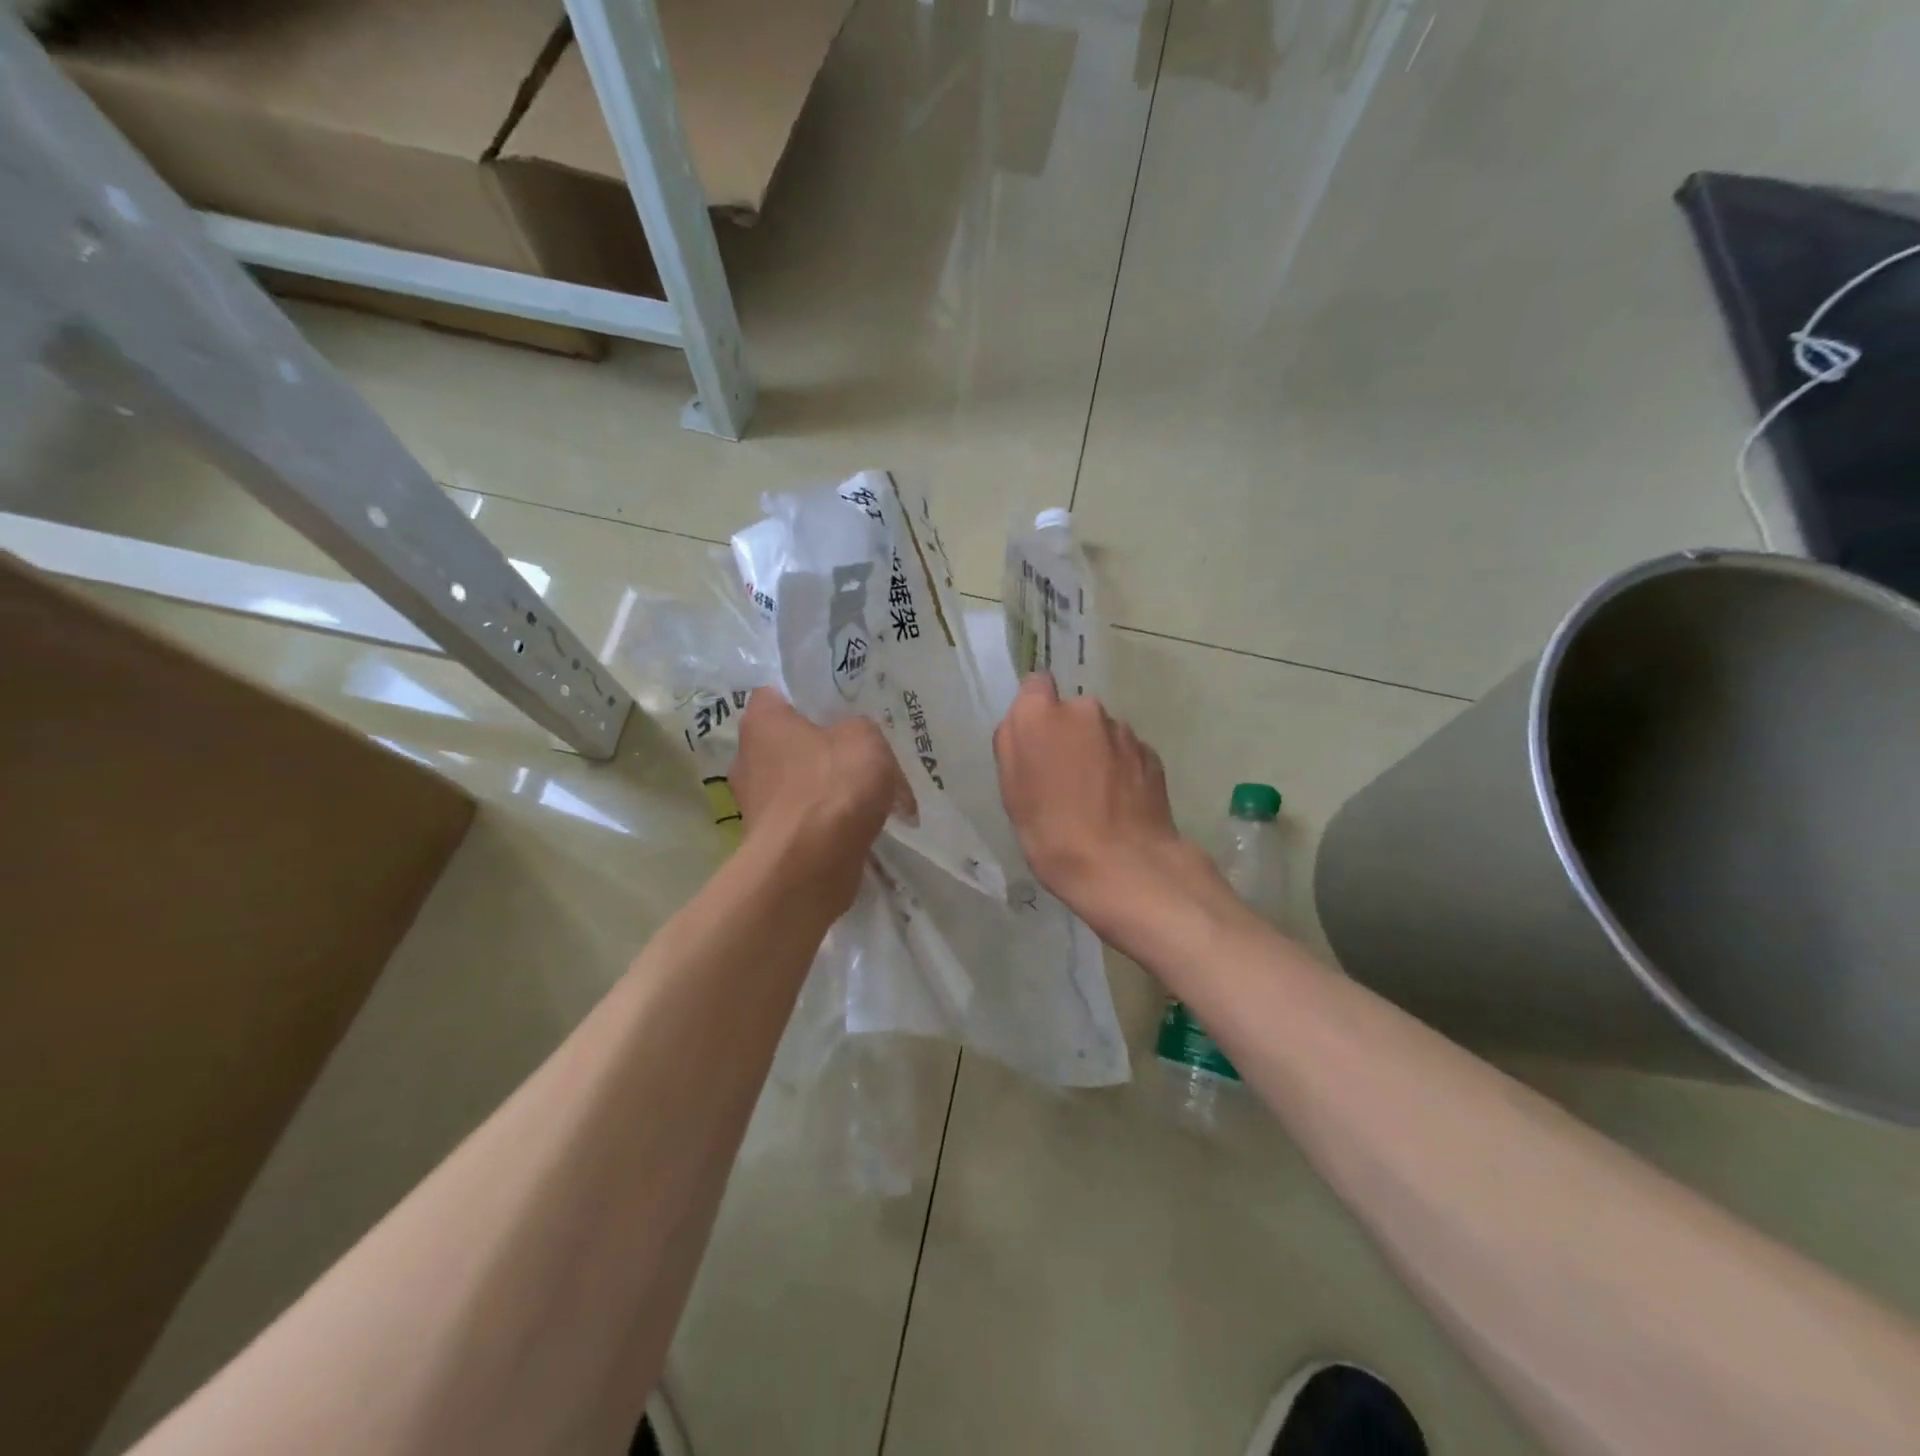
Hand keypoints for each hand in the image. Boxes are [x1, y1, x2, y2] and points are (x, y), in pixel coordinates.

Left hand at [732, 689, 911, 910]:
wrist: (810, 865)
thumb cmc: (832, 786)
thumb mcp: (865, 737)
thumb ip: (860, 729)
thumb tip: (855, 744)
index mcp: (761, 722)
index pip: (777, 694)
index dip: (809, 698)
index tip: (841, 708)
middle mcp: (748, 759)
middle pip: (791, 742)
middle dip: (824, 748)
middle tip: (863, 751)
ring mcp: (755, 804)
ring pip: (801, 784)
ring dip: (831, 789)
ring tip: (873, 793)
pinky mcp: (770, 841)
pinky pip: (806, 819)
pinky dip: (830, 822)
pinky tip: (863, 825)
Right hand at [993, 673, 1208, 926]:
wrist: (1125, 867)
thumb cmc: (1052, 833)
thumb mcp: (1012, 794)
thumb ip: (1012, 746)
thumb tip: (1022, 723)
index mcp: (1041, 716)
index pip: (1035, 685)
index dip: (1034, 710)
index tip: (1035, 741)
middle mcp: (1085, 710)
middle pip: (1071, 712)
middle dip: (1067, 735)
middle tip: (1062, 779)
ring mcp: (1123, 731)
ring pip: (1101, 733)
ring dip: (1096, 753)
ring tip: (1095, 798)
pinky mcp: (1151, 753)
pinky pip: (1126, 753)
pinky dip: (1121, 770)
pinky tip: (1118, 805)